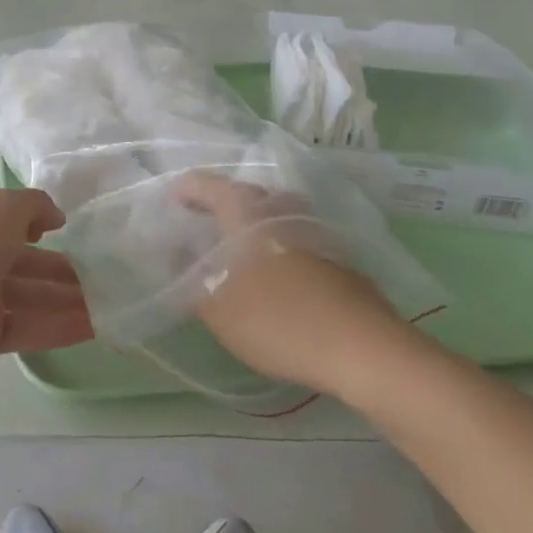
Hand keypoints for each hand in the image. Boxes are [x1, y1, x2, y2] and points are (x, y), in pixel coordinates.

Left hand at [0, 184, 92, 385]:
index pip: (3, 213)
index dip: (33, 219)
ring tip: (107, 304)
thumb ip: (35, 205)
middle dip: (60, 266)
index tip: (62, 229)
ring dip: (67, 298)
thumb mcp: (3, 207)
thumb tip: (54, 217)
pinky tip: (94, 328)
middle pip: (23, 258)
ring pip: (29, 295)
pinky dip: (58, 327)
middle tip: (103, 275)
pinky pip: (26, 328)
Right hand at [176, 174, 418, 400]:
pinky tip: (273, 272)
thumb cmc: (277, 319)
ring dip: (252, 223)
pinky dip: (277, 243)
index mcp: (244, 210)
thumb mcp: (216, 307)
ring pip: (274, 213)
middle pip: (243, 194)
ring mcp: (313, 228)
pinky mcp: (336, 255)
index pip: (206, 184)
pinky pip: (295, 235)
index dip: (184, 191)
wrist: (363, 348)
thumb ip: (190, 277)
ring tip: (236, 248)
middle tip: (200, 227)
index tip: (169, 206)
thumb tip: (178, 254)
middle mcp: (279, 207)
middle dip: (219, 205)